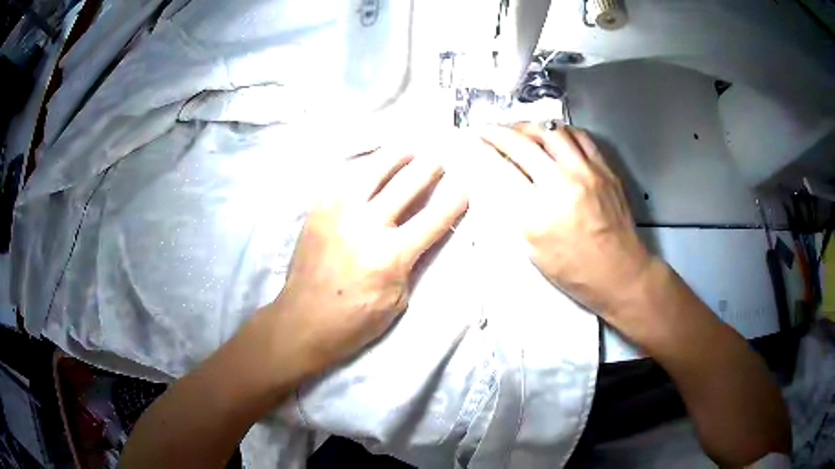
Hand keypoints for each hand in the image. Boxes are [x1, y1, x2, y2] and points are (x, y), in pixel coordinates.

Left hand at [274, 150, 467, 371]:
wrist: (303, 321)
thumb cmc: (354, 320)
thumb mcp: (397, 301)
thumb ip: (413, 262)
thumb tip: (424, 232)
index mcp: (390, 255)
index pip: (434, 218)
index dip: (455, 199)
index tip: (464, 185)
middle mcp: (365, 225)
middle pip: (407, 184)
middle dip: (429, 168)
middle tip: (437, 161)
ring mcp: (338, 212)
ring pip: (373, 169)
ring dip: (395, 156)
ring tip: (408, 149)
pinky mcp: (318, 209)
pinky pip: (343, 176)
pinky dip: (363, 166)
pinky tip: (371, 164)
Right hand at [479, 123, 651, 316]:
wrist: (620, 273)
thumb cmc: (575, 271)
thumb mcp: (533, 250)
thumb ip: (514, 212)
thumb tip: (496, 181)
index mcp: (541, 213)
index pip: (502, 170)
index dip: (483, 151)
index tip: (472, 142)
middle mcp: (564, 185)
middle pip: (524, 143)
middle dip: (498, 132)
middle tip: (486, 129)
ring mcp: (588, 173)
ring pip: (552, 130)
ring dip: (528, 126)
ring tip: (517, 130)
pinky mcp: (605, 169)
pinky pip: (579, 136)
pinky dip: (559, 130)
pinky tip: (551, 135)